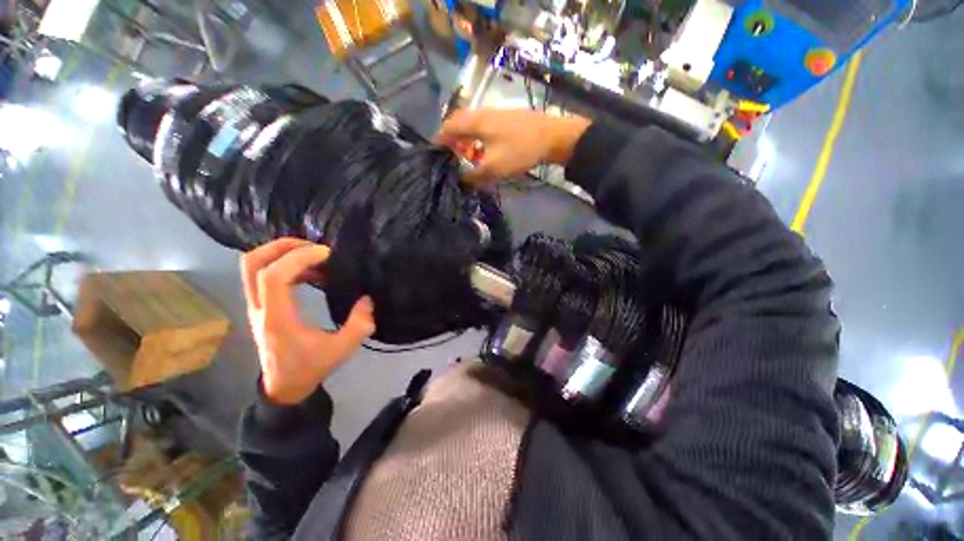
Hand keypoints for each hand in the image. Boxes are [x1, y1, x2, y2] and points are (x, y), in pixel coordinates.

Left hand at [240, 238, 375, 403]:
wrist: (284, 387)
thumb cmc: (310, 368)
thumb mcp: (341, 349)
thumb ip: (359, 324)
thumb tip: (367, 300)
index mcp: (277, 318)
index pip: (274, 276)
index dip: (299, 258)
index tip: (327, 255)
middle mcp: (260, 308)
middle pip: (253, 263)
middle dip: (283, 246)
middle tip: (314, 247)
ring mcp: (256, 306)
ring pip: (254, 266)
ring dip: (283, 253)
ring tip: (314, 255)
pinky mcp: (261, 306)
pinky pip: (264, 275)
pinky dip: (285, 264)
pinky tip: (311, 272)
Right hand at [435, 109, 591, 181]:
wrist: (553, 136)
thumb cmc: (520, 150)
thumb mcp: (493, 167)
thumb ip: (474, 175)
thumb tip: (462, 179)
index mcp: (475, 121)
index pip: (448, 127)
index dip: (439, 140)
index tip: (435, 154)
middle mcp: (483, 113)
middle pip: (460, 124)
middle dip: (453, 141)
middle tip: (452, 157)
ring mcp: (497, 114)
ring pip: (473, 126)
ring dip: (467, 141)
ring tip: (469, 158)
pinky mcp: (507, 119)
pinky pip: (485, 128)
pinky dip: (479, 140)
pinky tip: (486, 152)